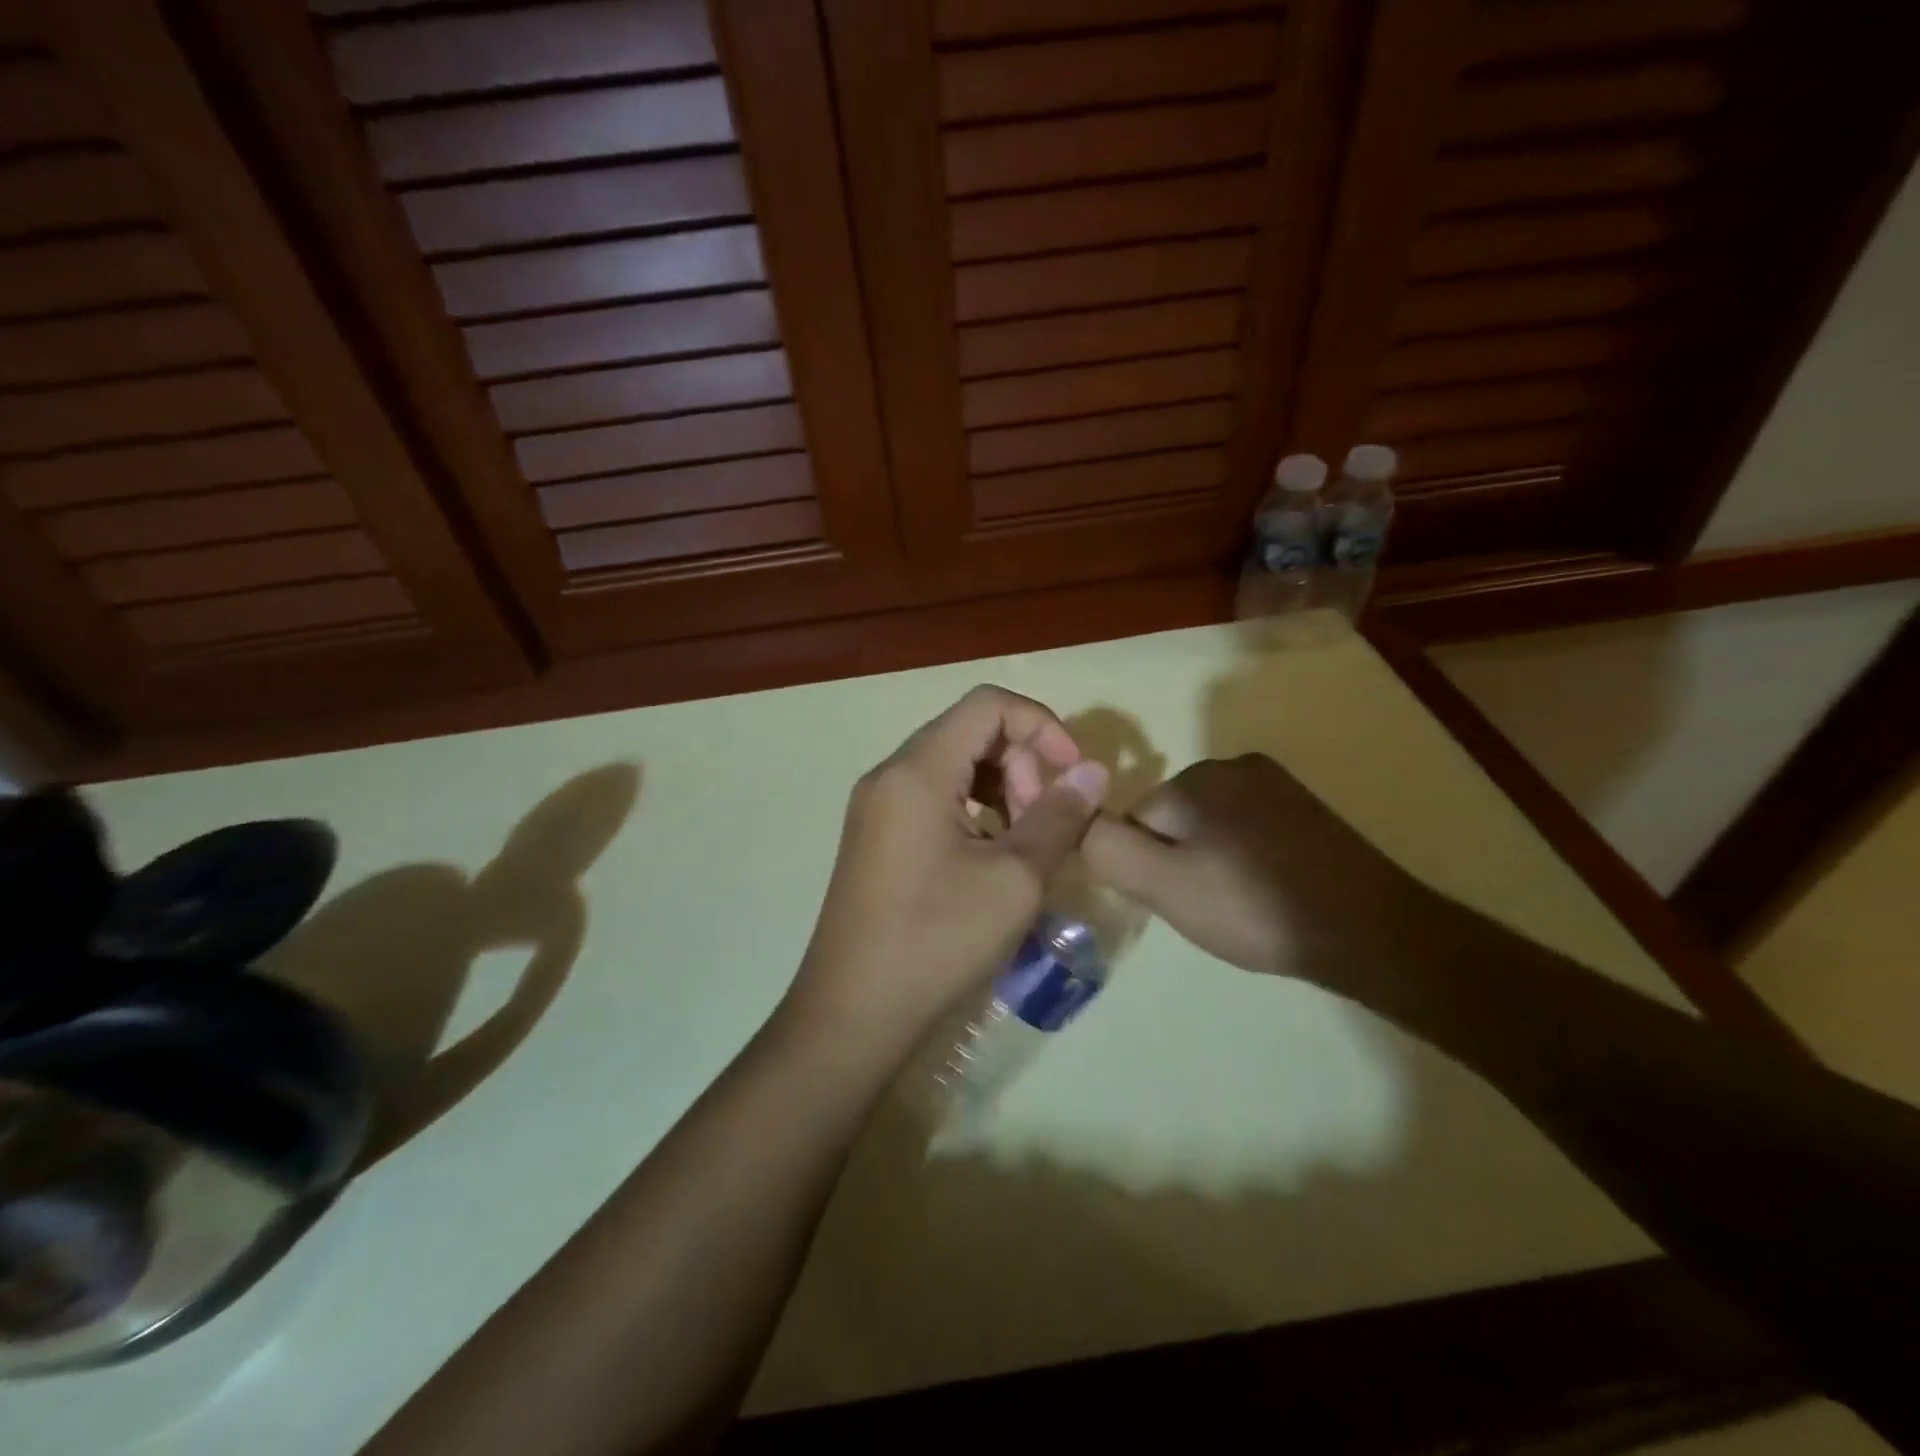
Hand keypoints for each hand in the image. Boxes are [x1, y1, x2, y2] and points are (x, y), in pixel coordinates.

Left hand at [783, 686, 1109, 1062]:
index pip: (988, 704)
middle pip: (969, 731)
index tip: (1071, 776)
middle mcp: (889, 774)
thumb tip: (1092, 773)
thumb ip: (1059, 817)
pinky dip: (972, 810)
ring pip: (952, 765)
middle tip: (1044, 823)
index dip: (1042, 726)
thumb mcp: (1015, 880)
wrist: (852, 1015)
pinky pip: (931, 797)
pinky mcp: (875, 837)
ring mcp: (876, 807)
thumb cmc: (937, 941)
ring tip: (1024, 843)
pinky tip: (991, 859)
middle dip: (1022, 763)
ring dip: (1001, 787)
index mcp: (916, 770)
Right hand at [1082, 754, 1442, 988]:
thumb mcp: (1165, 885)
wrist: (1370, 931)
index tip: (1176, 900)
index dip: (1147, 865)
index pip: (1137, 819)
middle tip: (1207, 906)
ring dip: (1211, 863)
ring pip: (1210, 828)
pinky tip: (1266, 894)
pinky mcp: (1306, 811)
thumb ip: (1108, 849)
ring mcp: (1277, 786)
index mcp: (1199, 777)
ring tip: (1239, 905)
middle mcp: (1236, 766)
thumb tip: (1076, 820)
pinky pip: (1248, 832)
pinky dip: (1244, 861)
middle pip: (1173, 819)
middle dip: (1178, 861)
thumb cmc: (1254, 907)